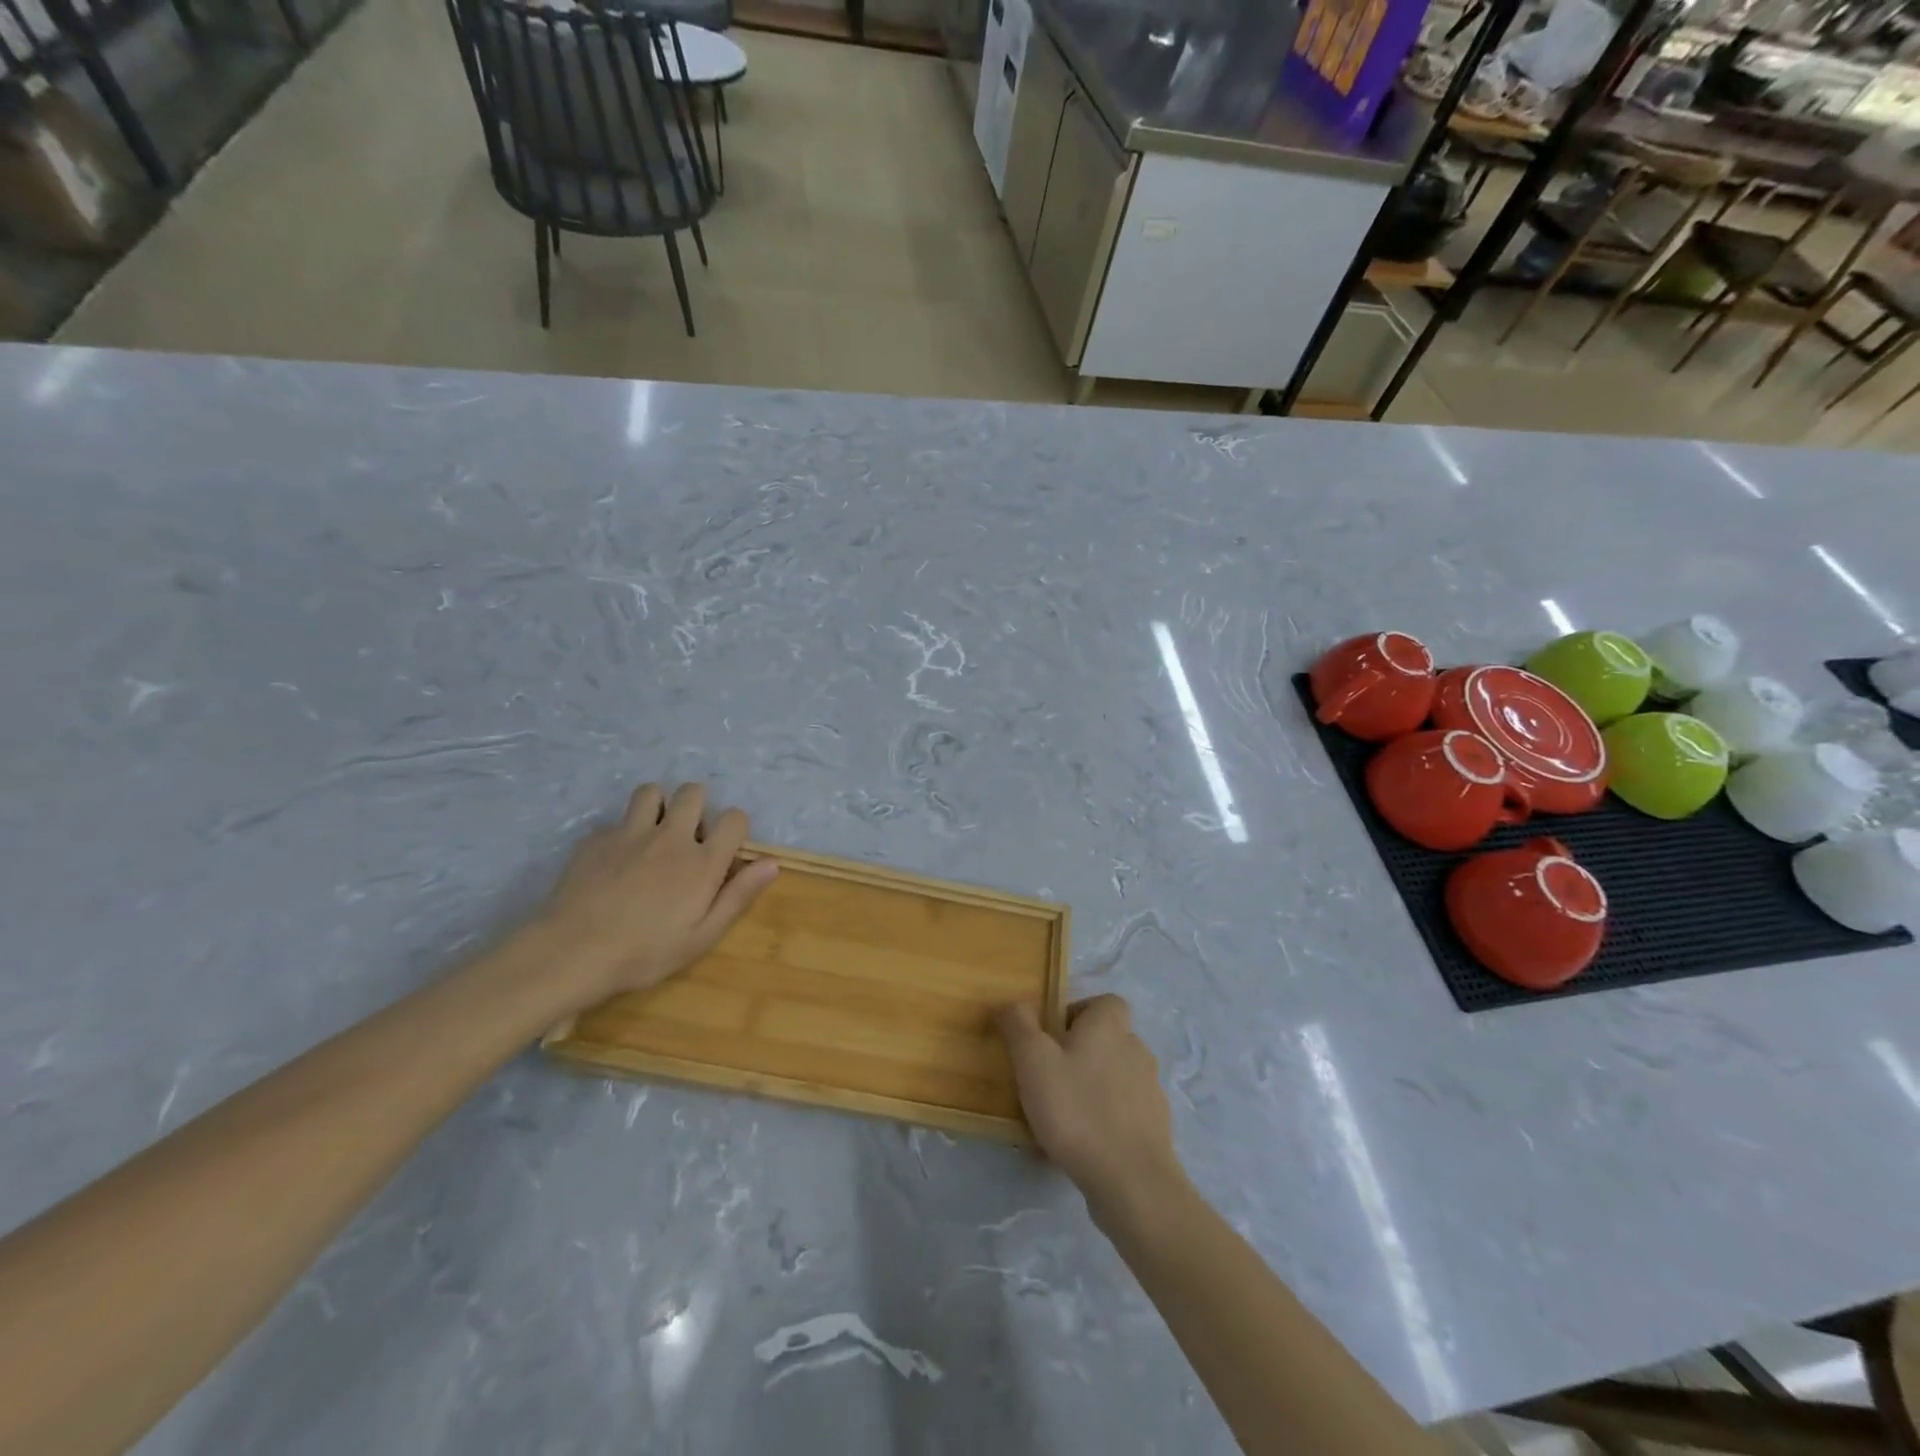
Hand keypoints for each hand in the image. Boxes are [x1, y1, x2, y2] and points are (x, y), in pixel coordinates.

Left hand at [538, 782, 777, 1002]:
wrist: (572, 952)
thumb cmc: (645, 952)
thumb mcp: (702, 936)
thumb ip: (738, 896)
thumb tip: (771, 863)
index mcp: (702, 862)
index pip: (734, 818)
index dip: (735, 828)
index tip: (726, 848)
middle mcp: (671, 838)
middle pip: (693, 792)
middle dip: (697, 805)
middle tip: (689, 836)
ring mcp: (630, 834)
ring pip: (651, 792)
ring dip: (658, 806)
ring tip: (653, 833)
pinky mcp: (596, 839)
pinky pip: (616, 822)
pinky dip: (622, 835)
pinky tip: (614, 863)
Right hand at [997, 995, 1189, 1224]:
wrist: (1131, 1180)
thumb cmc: (1077, 1109)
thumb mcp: (1033, 1060)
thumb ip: (1019, 1024)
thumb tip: (1011, 1002)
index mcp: (1110, 1025)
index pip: (1103, 1002)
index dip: (1078, 1012)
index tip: (1051, 1038)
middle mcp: (1136, 1048)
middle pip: (1107, 1039)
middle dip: (1080, 1053)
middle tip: (1048, 1078)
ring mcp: (1151, 1089)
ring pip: (1115, 1076)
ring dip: (1092, 1087)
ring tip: (1062, 1116)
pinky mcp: (1156, 1127)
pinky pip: (1124, 1111)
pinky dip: (1106, 1119)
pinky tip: (1083, 1144)